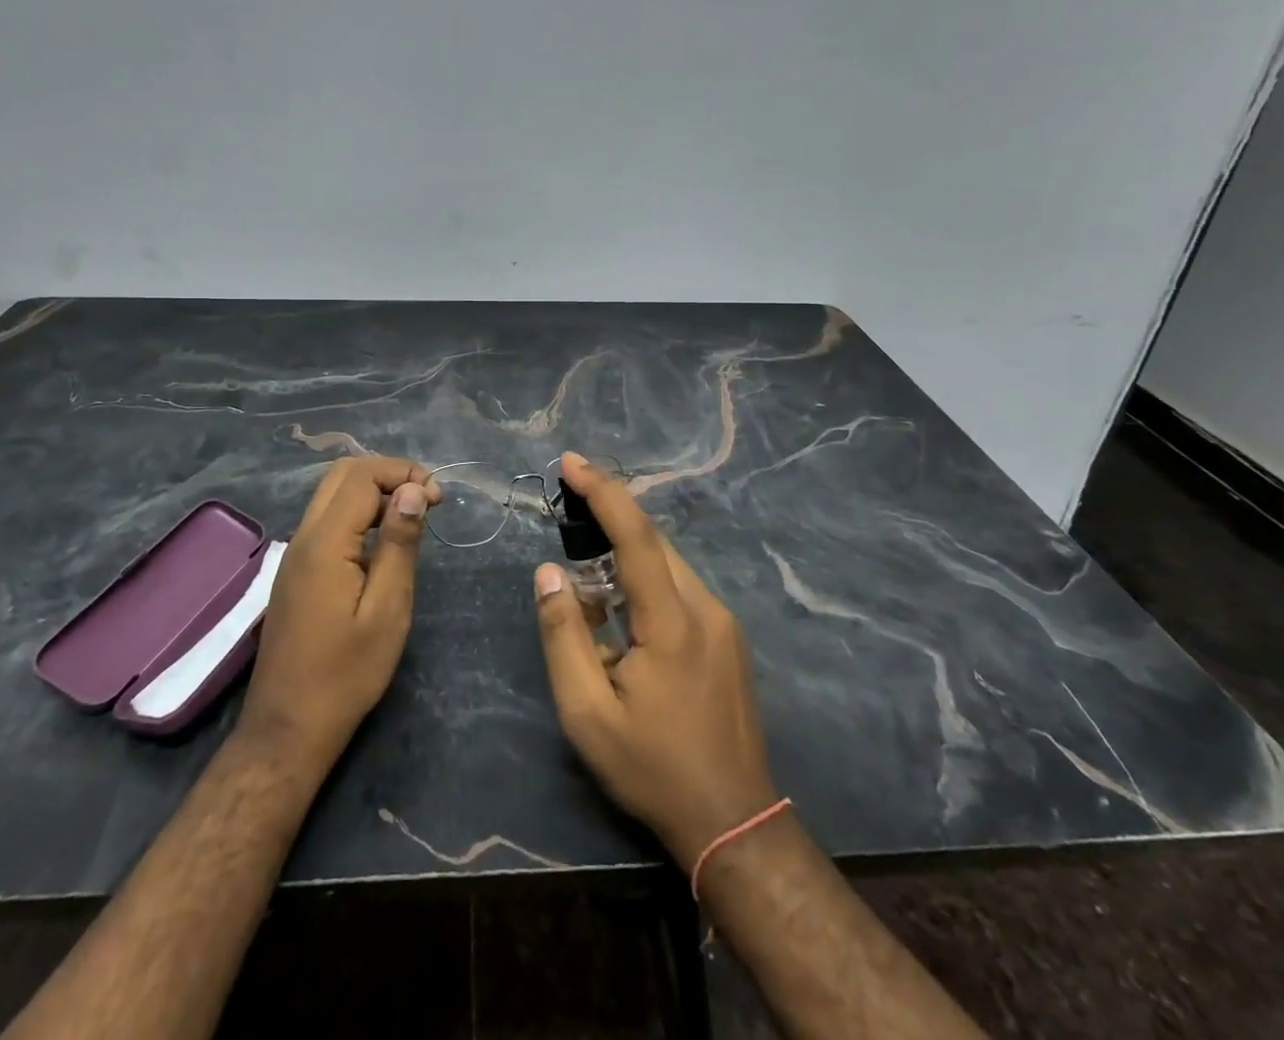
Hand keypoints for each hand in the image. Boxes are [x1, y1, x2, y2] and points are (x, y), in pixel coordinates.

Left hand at [240, 457, 440, 769]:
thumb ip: (399, 544)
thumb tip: (412, 492)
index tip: (438, 501)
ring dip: (373, 492)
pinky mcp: (295, 572)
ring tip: (410, 518)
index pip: (363, 477)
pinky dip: (358, 513)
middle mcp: (303, 537)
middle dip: (388, 474)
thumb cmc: (347, 673)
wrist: (288, 727)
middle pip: (342, 475)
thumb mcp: (387, 609)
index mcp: (325, 543)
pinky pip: (326, 520)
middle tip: (425, 501)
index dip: (404, 475)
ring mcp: (294, 554)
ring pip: (332, 495)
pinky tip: (382, 542)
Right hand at [533, 452, 778, 870]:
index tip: (571, 461)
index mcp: (672, 623)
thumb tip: (549, 573)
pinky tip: (624, 617)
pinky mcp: (729, 639)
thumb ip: (564, 637)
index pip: (637, 537)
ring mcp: (724, 623)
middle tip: (567, 513)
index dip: (603, 492)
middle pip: (654, 544)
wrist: (735, 821)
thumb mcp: (588, 715)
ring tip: (588, 584)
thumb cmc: (653, 769)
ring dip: (627, 557)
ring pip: (669, 566)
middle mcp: (706, 608)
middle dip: (610, 519)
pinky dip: (647, 582)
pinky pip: (681, 590)